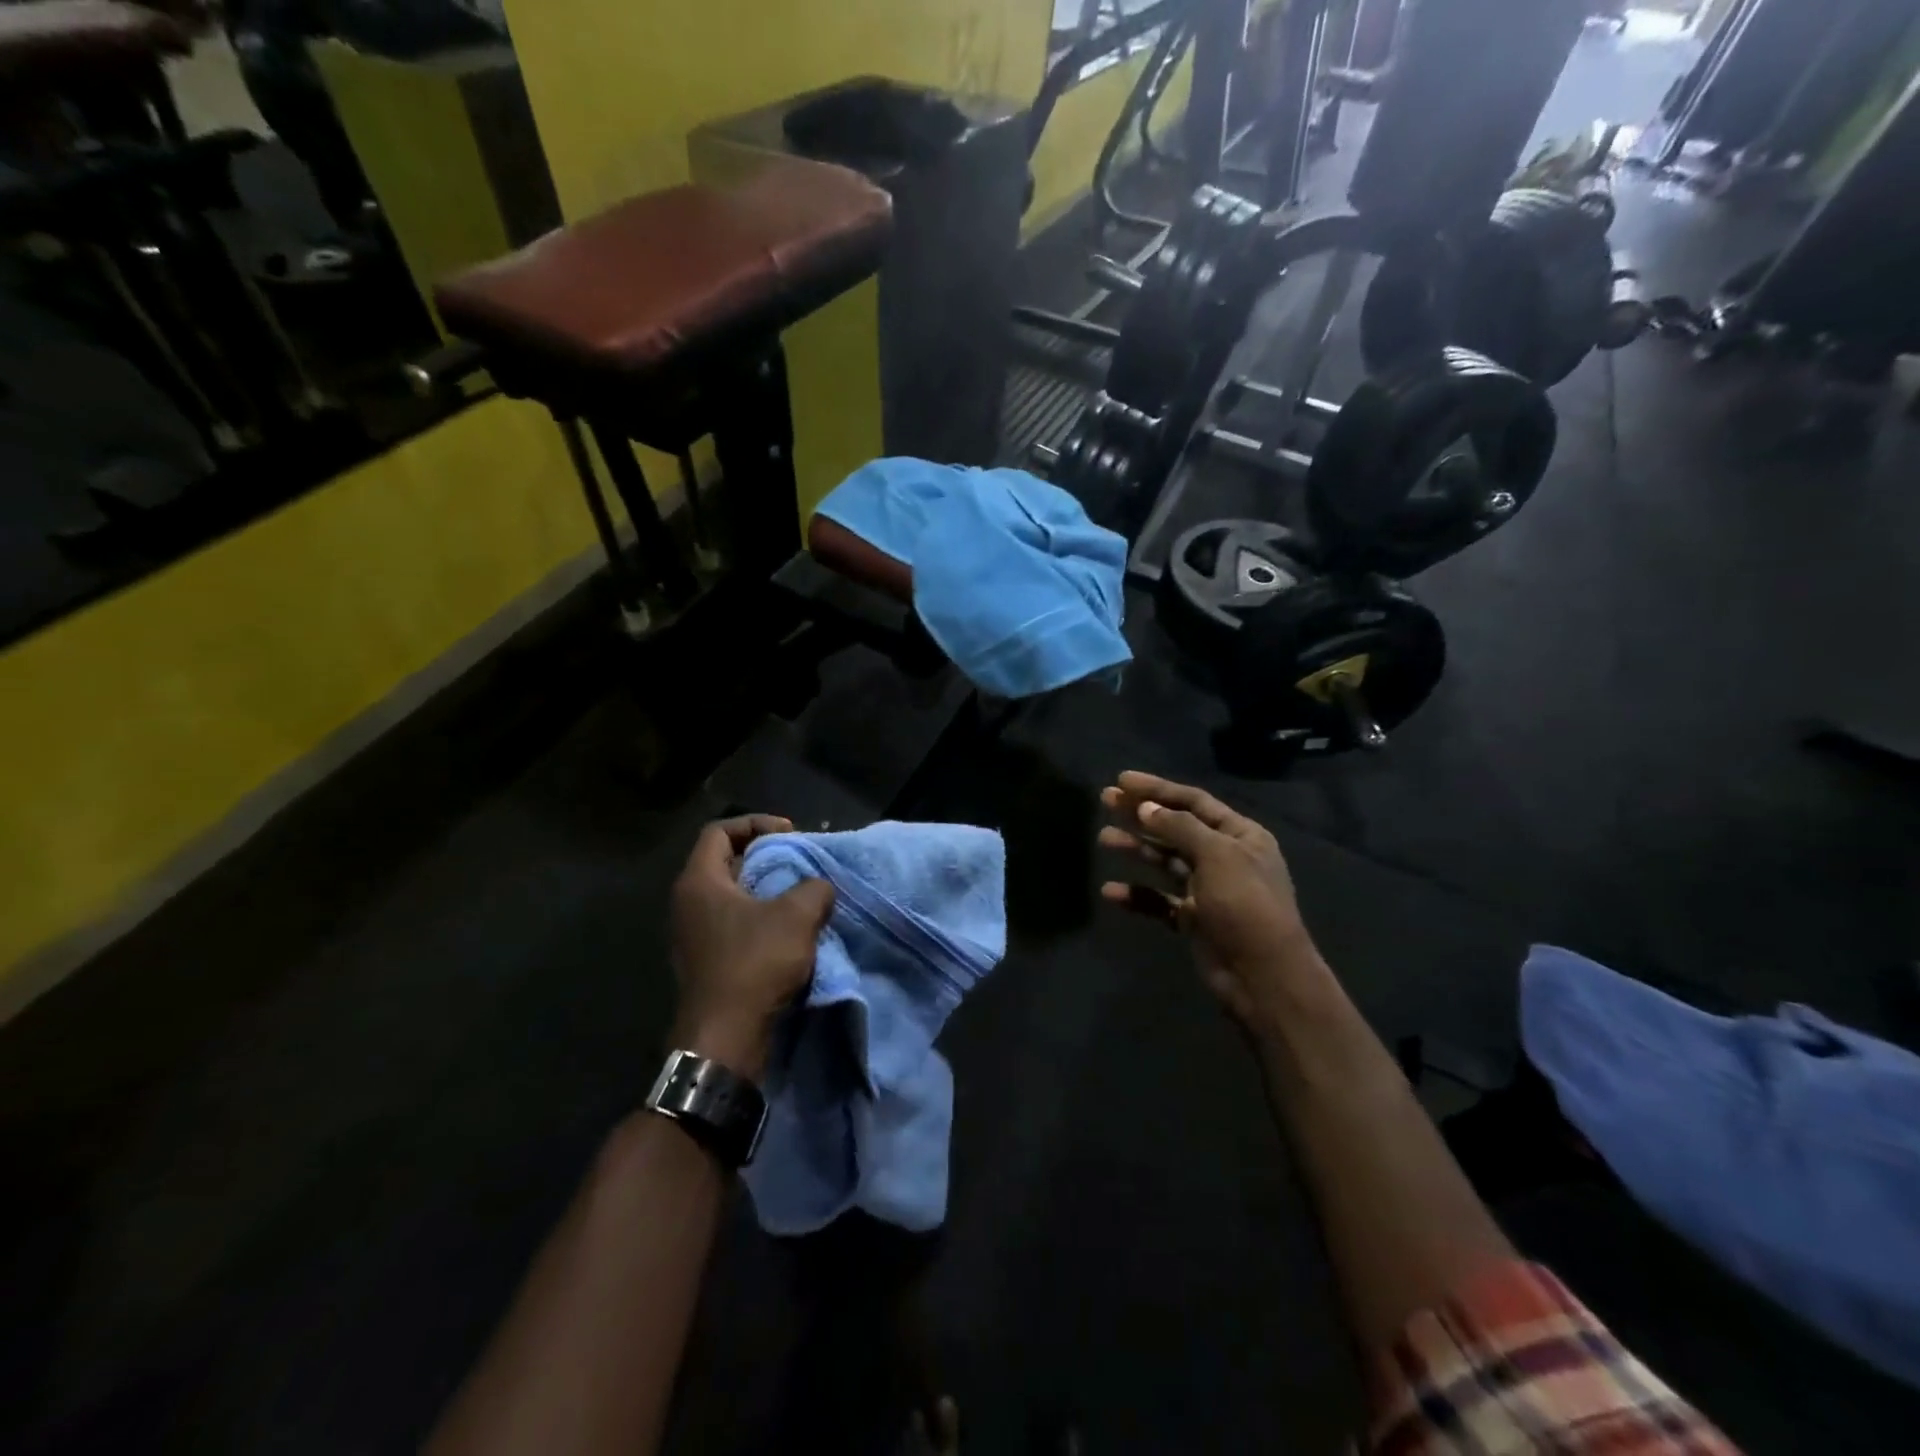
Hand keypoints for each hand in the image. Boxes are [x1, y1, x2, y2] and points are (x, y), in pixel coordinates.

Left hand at [669, 815, 835, 1081]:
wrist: (726, 1038)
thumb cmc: (755, 964)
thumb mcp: (797, 916)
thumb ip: (814, 887)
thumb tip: (818, 886)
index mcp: (699, 881)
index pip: (719, 830)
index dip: (756, 823)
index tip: (790, 835)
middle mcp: (688, 903)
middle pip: (725, 861)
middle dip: (765, 856)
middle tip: (798, 862)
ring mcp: (693, 935)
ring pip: (732, 895)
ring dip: (766, 890)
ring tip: (799, 895)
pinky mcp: (705, 961)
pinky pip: (733, 924)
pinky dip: (760, 918)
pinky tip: (789, 931)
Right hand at [1099, 772, 1326, 1031]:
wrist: (1263, 976)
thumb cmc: (1245, 905)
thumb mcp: (1217, 856)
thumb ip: (1179, 828)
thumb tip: (1145, 807)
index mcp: (1240, 835)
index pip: (1193, 801)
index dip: (1157, 789)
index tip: (1121, 780)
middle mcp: (1223, 856)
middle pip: (1175, 827)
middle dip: (1140, 814)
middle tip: (1105, 801)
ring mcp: (1206, 888)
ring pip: (1164, 861)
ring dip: (1135, 848)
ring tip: (1103, 838)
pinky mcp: (1192, 918)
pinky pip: (1158, 899)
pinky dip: (1137, 894)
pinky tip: (1111, 891)